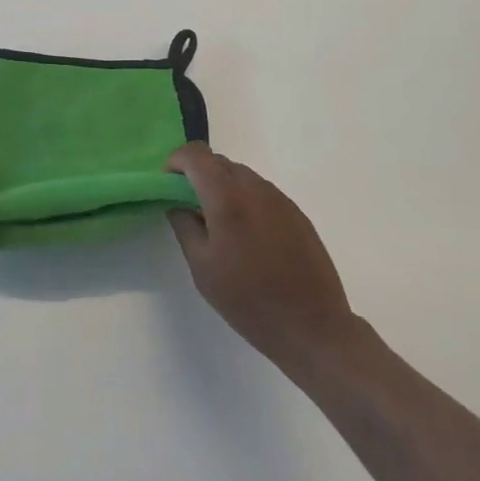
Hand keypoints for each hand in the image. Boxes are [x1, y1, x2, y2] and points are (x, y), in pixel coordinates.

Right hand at [165, 143, 364, 379]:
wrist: (312, 326)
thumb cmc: (248, 300)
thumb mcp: (202, 267)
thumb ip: (184, 226)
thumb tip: (177, 203)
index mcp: (227, 197)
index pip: (196, 155)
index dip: (175, 161)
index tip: (167, 185)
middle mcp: (255, 188)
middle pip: (219, 161)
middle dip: (197, 175)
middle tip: (188, 207)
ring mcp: (280, 198)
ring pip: (241, 175)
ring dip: (222, 186)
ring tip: (218, 225)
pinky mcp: (296, 213)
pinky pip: (261, 192)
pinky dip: (244, 199)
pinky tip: (246, 236)